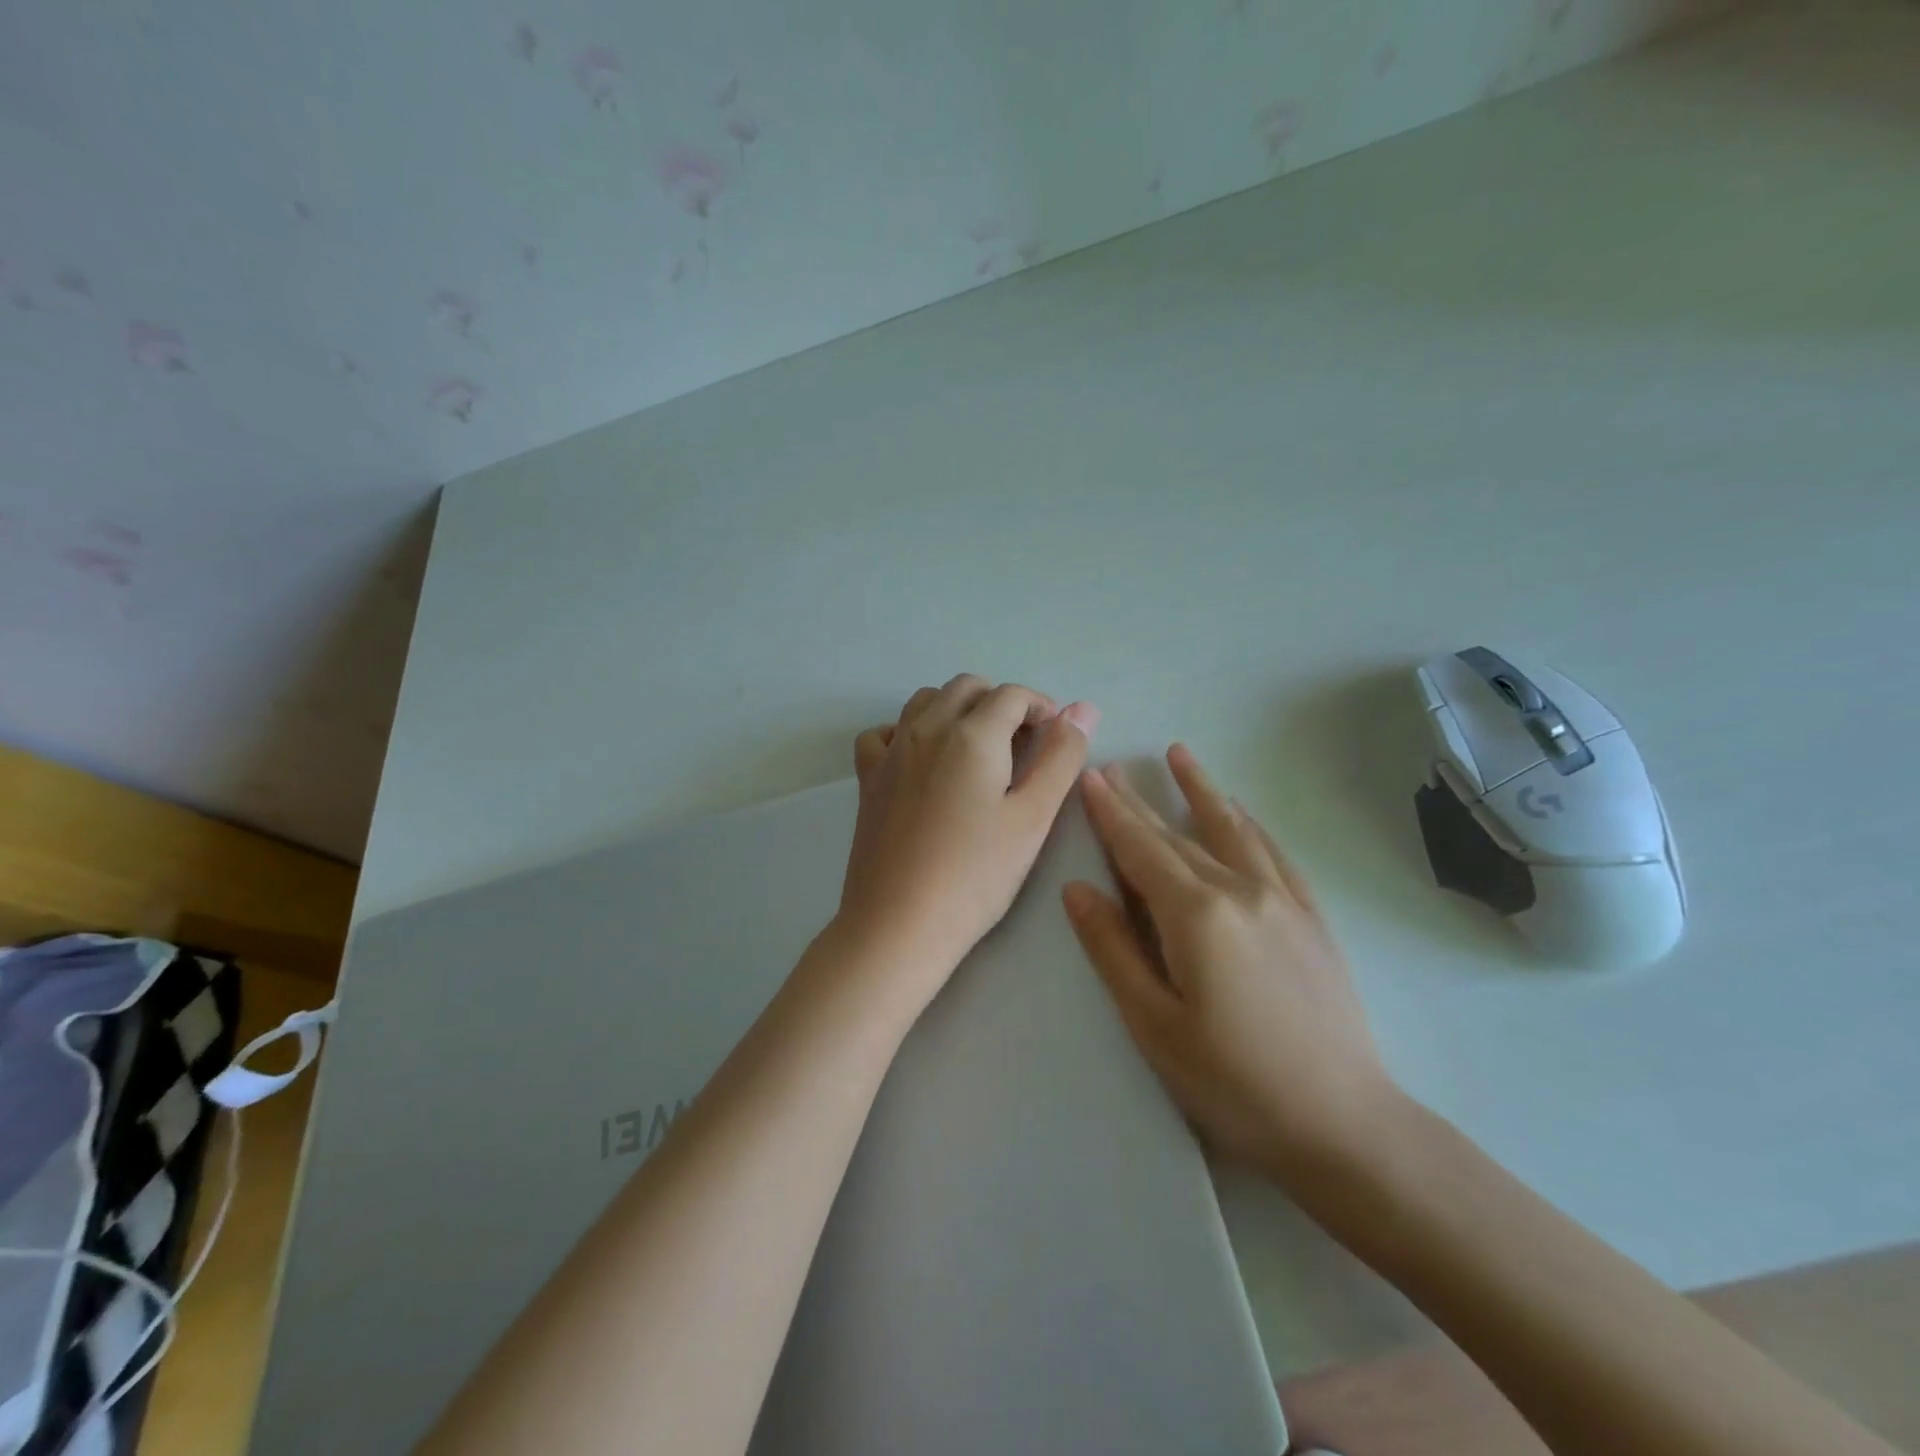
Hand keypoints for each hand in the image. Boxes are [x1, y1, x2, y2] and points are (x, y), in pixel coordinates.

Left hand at [837, 675, 1098, 1006]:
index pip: (1012, 695)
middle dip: (1000, 702)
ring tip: (978, 750)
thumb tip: (1083, 707)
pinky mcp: (867, 779)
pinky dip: (906, 731)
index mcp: (972, 734)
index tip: (1055, 738)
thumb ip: (1061, 757)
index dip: (1041, 707)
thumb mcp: (1033, 818)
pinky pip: (883, 733)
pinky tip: (920, 760)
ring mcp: (891, 752)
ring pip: (925, 701)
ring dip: (957, 708)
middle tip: (1023, 744)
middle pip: (967, 687)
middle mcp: (927, 728)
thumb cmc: (976, 875)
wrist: (899, 923)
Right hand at [1064, 745, 1397, 1181]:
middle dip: (1140, 800)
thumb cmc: (1233, 1081)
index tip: (1090, 776)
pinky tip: (1241, 811)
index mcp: (1197, 914)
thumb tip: (1079, 889)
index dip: (1111, 813)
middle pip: (1178, 834)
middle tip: (1114, 766)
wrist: (1345, 1124)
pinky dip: (1249, 823)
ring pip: (1231, 829)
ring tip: (1180, 755)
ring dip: (1201, 790)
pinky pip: (1273, 852)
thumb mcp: (1154, 1023)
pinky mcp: (1310, 916)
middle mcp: (1240, 890)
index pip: (1141, 849)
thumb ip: (1114, 949)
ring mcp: (1282, 899)